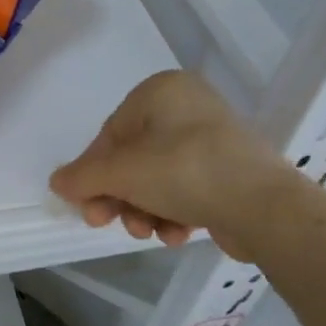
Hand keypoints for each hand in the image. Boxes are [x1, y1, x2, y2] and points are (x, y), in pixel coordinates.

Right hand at [49, 70, 312, 259]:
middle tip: (106, 223)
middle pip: (133, 157)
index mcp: (161, 90)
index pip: (111, 133)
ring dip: (143, 208)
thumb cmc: (185, 172)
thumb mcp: (122, 173)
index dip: (93, 172)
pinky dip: (173, 211)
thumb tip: (57, 182)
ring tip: (147, 232)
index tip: (86, 206)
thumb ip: (82, 177)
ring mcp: (212, 138)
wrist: (268, 209)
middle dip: (119, 196)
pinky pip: (186, 187)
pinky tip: (175, 234)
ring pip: (157, 177)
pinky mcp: (230, 170)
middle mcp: (187, 106)